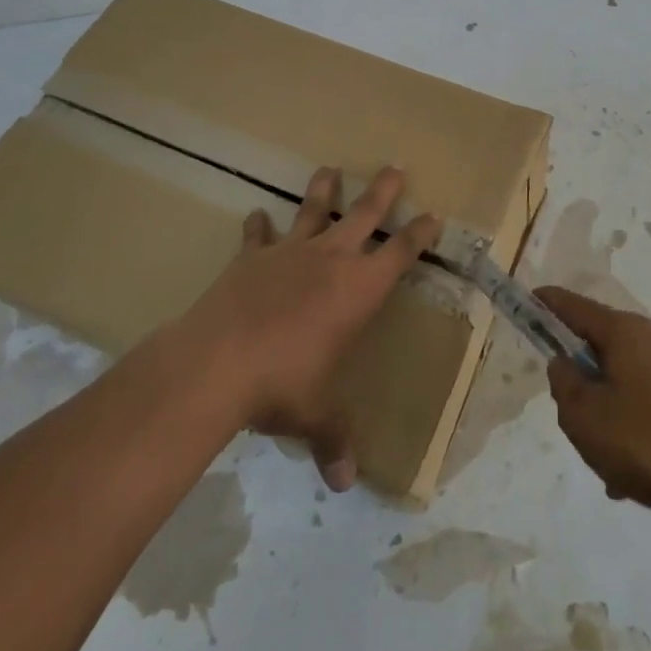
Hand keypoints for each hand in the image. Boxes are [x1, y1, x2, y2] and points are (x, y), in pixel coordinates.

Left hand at [180, 166, 439, 490]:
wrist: (216, 363)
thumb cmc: (282, 385)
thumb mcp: (315, 415)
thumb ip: (334, 440)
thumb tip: (345, 483)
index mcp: (358, 289)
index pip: (400, 253)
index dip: (419, 234)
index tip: (433, 216)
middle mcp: (330, 260)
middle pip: (364, 214)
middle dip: (383, 191)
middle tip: (395, 166)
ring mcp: (289, 253)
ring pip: (313, 211)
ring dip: (323, 190)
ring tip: (330, 168)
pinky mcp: (251, 258)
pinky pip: (258, 235)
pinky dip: (259, 226)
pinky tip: (257, 214)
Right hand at [539, 287, 650, 522]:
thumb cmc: (648, 443)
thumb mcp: (585, 417)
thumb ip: (565, 384)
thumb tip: (566, 364)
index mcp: (625, 331)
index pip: (575, 306)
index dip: (548, 304)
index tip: (529, 300)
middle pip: (603, 344)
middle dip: (581, 372)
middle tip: (568, 410)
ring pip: (626, 379)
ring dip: (607, 408)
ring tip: (603, 458)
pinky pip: (650, 403)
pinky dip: (633, 426)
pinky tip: (632, 474)